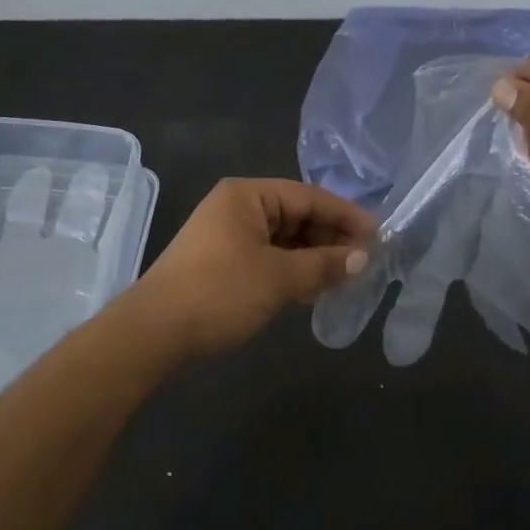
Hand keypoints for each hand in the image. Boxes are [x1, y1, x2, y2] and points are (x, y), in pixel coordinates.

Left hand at [125, 179, 374, 358]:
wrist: (152, 334)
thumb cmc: (219, 292)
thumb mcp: (279, 278)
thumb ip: (324, 264)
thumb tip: (363, 258)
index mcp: (247, 195)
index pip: (309, 197)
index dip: (345, 216)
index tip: (377, 236)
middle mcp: (237, 207)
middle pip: (296, 216)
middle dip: (330, 239)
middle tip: (364, 262)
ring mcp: (227, 235)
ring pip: (283, 239)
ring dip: (313, 258)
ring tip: (344, 279)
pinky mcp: (221, 262)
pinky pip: (268, 257)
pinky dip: (291, 270)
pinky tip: (312, 289)